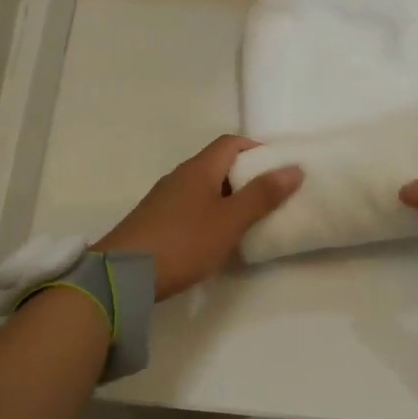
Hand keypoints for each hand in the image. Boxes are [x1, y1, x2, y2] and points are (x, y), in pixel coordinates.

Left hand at [94, 136, 302, 299]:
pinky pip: (189, 206)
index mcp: (199, 168)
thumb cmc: (184, 242)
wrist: (124, 275)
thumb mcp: (230, 221)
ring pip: (203, 187)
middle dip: (245, 176)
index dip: (256, 149)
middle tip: (269, 198)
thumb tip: (293, 168)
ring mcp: (163, 199)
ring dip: (227, 197)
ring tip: (247, 220)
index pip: (231, 143)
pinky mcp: (154, 221)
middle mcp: (179, 176)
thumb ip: (262, 195)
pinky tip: (215, 237)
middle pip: (217, 164)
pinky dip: (208, 213)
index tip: (277, 169)